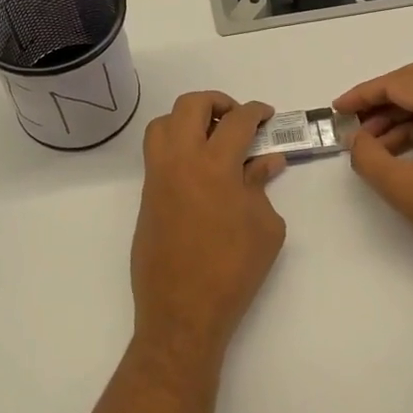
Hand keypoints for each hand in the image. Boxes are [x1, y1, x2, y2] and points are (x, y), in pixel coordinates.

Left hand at [131, 92, 287, 364]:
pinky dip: (176, 146)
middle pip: (190, 106)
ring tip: (211, 139)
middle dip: (217, 102)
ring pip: (163, 124)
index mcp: (214, 165)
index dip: (256, 112)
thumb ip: (261, 186)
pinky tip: (199, 170)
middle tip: (237, 119)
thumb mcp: (265, 227)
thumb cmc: (233, 269)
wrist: (183, 310)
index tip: (266, 116)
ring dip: (187, 120)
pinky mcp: (147, 196)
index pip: (236, 120)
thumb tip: (264, 161)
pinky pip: (156, 154)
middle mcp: (180, 161)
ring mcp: (158, 177)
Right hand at [333, 61, 412, 286]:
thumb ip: (368, 156)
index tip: (338, 109)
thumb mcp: (401, 186)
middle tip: (354, 116)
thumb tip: (356, 138)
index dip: (365, 94)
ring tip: (369, 142)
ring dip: (398, 113)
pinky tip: (393, 151)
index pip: (402, 84)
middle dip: (382, 96)